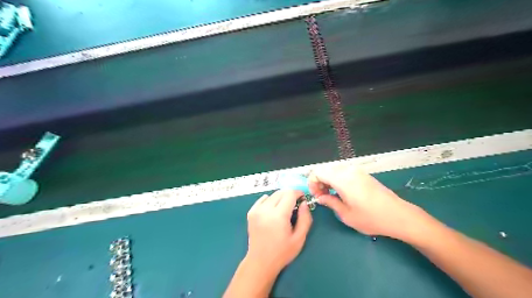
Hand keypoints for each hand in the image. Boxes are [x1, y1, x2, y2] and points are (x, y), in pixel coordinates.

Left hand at [247, 191, 312, 271]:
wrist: (260, 261)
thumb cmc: (282, 252)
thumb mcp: (299, 238)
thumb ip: (305, 219)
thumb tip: (304, 203)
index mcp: (278, 215)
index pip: (289, 194)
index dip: (298, 193)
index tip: (302, 199)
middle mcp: (266, 209)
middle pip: (281, 192)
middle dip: (290, 195)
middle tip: (295, 205)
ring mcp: (256, 210)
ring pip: (272, 195)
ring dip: (280, 198)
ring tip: (284, 209)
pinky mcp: (251, 212)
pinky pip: (263, 199)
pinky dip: (270, 200)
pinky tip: (273, 210)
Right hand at [307, 164, 424, 240]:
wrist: (398, 215)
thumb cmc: (371, 218)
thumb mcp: (346, 214)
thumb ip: (329, 202)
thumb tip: (320, 197)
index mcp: (342, 179)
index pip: (318, 172)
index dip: (312, 183)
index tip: (316, 196)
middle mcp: (348, 170)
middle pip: (325, 169)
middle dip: (319, 182)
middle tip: (323, 197)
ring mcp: (357, 171)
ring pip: (334, 170)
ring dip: (328, 180)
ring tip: (331, 196)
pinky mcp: (363, 174)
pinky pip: (343, 172)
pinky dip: (337, 179)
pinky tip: (342, 192)